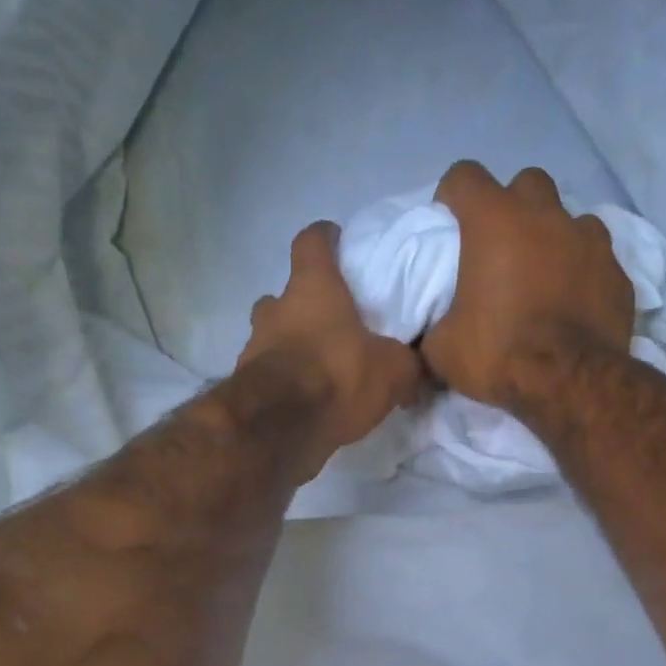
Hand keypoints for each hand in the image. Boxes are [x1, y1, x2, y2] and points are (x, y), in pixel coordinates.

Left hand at [238, 221, 424, 473]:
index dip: (325, 238)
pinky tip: (308, 400)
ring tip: (321, 368)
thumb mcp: (393, 369)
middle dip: (306, 306)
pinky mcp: (246, 384)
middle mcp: (276, 309)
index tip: (338, 242)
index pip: (311, 241)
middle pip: (285, 294)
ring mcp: (254, 346)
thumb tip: (419, 367)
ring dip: (293, 346)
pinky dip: (285, 381)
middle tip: (333, 324)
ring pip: (273, 335)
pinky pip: (269, 373)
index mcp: (312, 288)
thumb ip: (408, 362)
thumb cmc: (337, 376)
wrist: (280, 427)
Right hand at [423, 162, 635, 408]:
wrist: (569, 384)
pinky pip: (598, 259)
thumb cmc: (498, 354)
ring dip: (554, 236)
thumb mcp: (442, 350)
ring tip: (544, 272)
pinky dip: (584, 272)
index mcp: (494, 221)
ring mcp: (590, 241)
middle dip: (512, 205)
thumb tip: (425, 338)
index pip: (465, 176)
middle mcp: (545, 216)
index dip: (453, 195)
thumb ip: (431, 329)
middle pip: (526, 183)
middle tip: (501, 246)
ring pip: (570, 217)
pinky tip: (575, 301)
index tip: (449, 224)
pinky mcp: (619, 273)